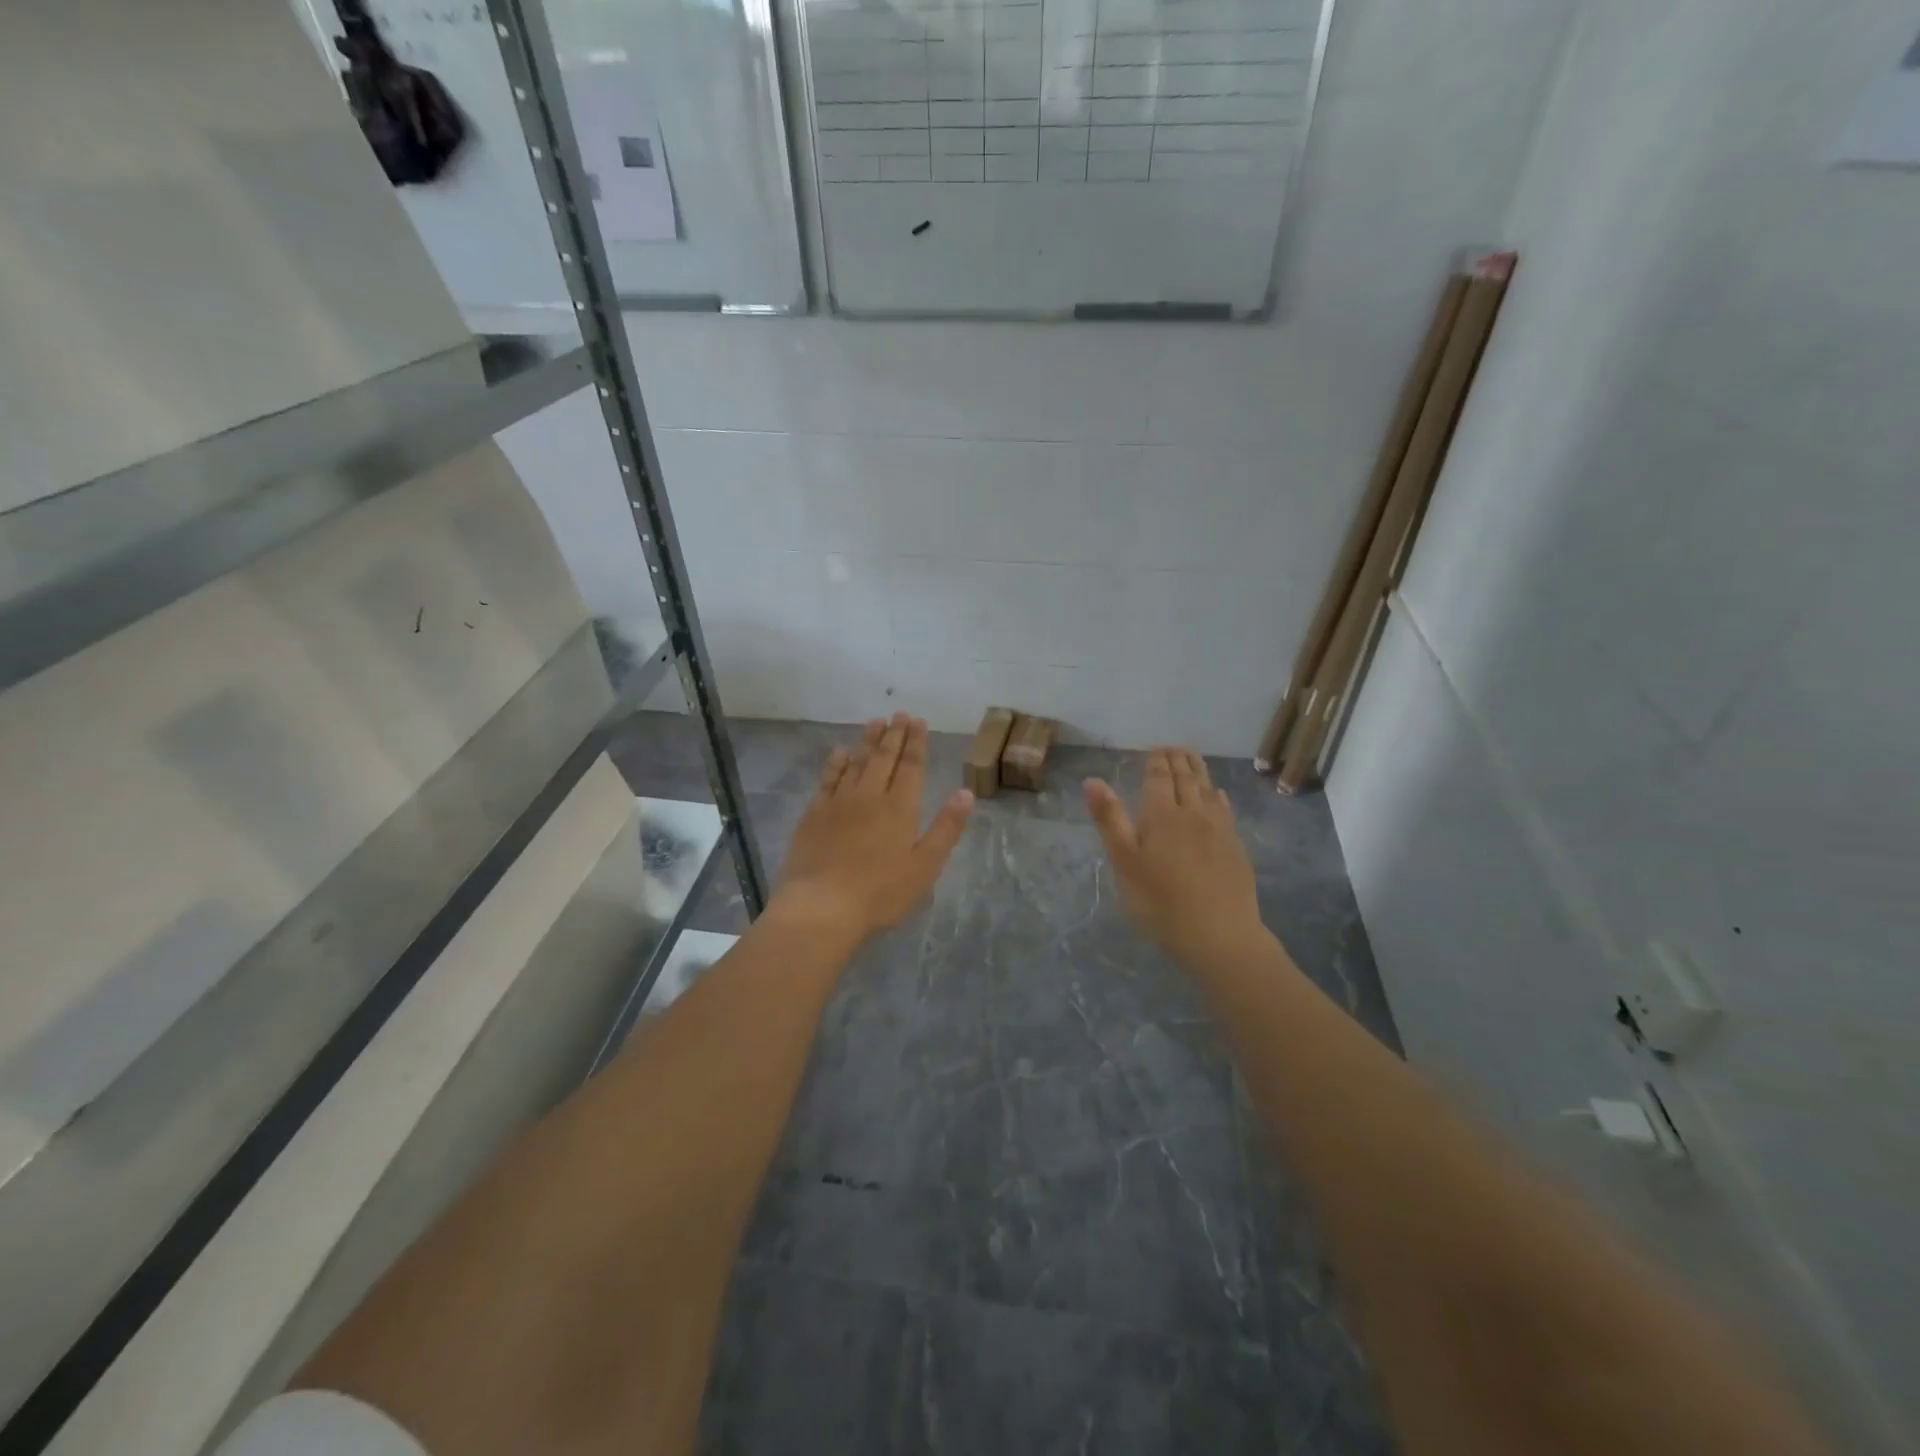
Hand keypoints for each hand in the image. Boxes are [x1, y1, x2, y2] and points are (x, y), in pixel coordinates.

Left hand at [772, 714, 973, 942]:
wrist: (822, 906)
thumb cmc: (881, 893)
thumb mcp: (925, 866)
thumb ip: (946, 828)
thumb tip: (966, 792)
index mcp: (900, 807)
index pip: (911, 766)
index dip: (916, 742)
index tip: (918, 721)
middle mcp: (870, 795)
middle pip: (884, 757)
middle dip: (894, 734)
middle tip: (899, 713)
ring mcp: (839, 802)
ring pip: (857, 761)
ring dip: (868, 740)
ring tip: (876, 721)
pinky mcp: (814, 813)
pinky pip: (828, 778)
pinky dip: (836, 762)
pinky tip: (840, 752)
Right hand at [1084, 748, 1266, 968]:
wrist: (1219, 934)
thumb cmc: (1160, 901)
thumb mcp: (1124, 862)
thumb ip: (1110, 819)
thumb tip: (1092, 780)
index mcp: (1161, 814)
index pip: (1159, 777)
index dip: (1156, 761)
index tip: (1155, 749)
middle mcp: (1192, 813)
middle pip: (1185, 779)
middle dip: (1177, 760)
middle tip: (1173, 747)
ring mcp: (1219, 830)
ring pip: (1207, 790)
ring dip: (1198, 771)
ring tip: (1192, 759)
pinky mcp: (1235, 848)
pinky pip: (1225, 810)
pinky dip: (1218, 796)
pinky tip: (1218, 795)